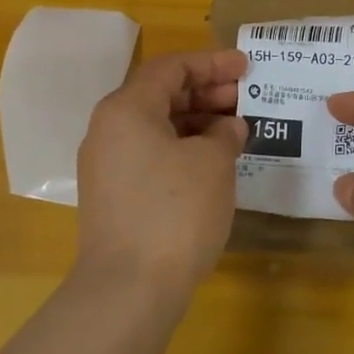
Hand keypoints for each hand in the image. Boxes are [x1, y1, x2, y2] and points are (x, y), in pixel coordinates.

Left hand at [76, 49, 248, 295]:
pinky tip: (212, 163)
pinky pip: (151, 154)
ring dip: (197, 123)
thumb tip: (227, 127)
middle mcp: (108, 129)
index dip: (212, 63)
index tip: (246, 68)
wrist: (129, 290)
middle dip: (205, 92)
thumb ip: (224, 133)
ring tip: (236, 131)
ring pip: (156, 126)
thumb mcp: (212, 163)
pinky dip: (182, 149)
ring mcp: (107, 165)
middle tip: (245, 99)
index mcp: (126, 108)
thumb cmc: (175, 212)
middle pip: (160, 95)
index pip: (171, 67)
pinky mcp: (113, 195)